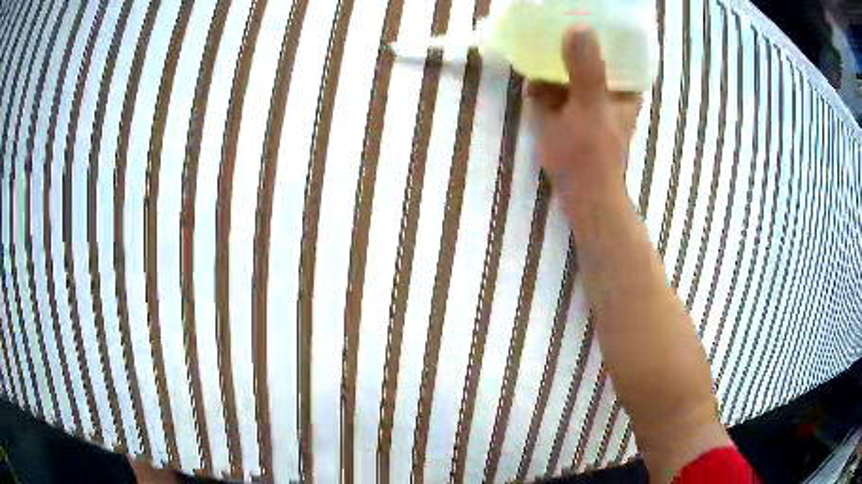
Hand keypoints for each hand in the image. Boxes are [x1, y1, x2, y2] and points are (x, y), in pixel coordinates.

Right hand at [527, 27, 641, 206]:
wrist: (580, 191)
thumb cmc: (593, 153)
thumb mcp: (591, 108)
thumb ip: (586, 70)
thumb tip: (579, 27)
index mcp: (623, 82)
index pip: (616, 40)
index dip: (600, 22)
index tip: (578, 6)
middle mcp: (606, 82)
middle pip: (590, 47)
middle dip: (569, 33)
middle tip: (548, 15)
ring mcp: (585, 91)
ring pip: (568, 61)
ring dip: (551, 52)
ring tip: (533, 35)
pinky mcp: (566, 103)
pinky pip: (552, 79)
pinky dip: (541, 77)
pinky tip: (530, 79)